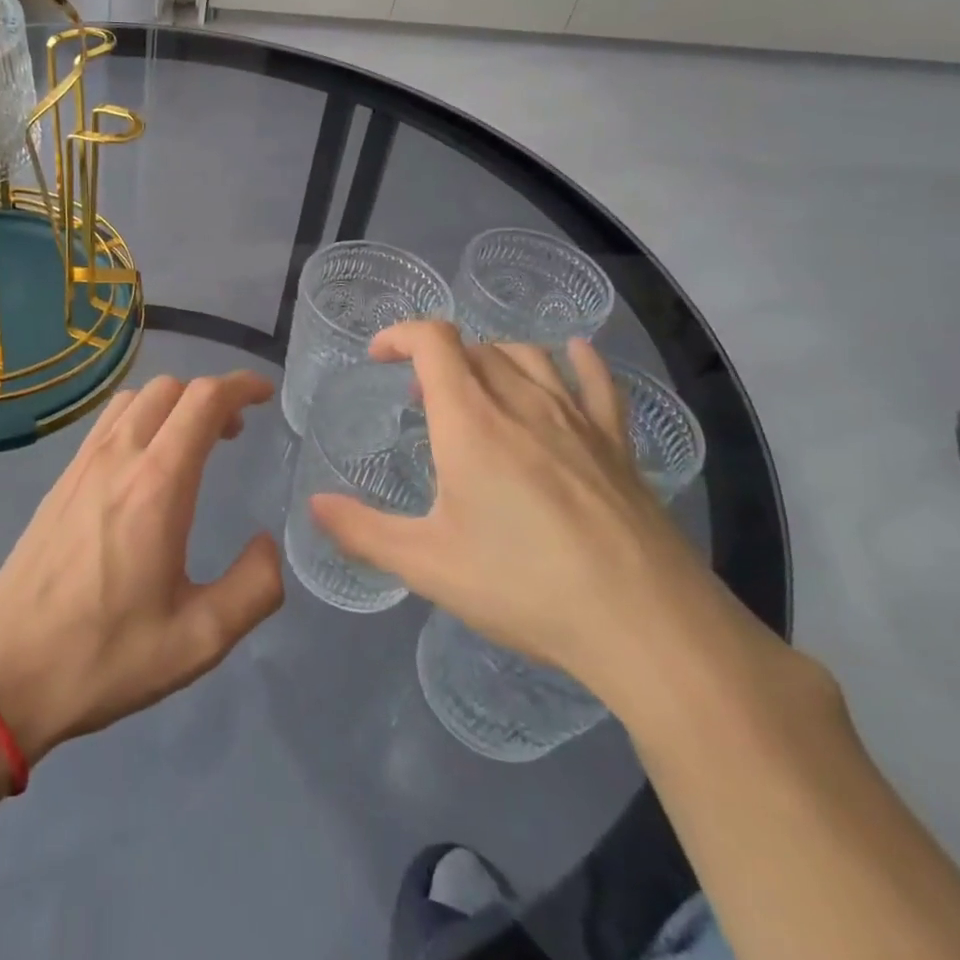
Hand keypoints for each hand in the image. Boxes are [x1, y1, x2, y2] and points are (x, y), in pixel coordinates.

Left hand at [0, 371, 283, 765]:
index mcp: (156, 485)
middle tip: (234, 432)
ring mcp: (82, 465)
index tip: (265, 394)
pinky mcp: (61, 481)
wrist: (3, 672)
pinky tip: (145, 462)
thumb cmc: (104, 655)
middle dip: (210, 395)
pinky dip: (140, 418)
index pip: (203, 401)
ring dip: (173, 403)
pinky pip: (107, 422)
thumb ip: (253, 588)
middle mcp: (118, 458)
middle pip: (169, 388)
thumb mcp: (198, 640)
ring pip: (134, 398)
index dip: (240, 386)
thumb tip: (266, 544)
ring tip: (192, 442)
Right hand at [308, 323, 733, 705]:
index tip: (378, 356)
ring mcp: (576, 419)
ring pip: (528, 355)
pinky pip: (596, 382)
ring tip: (476, 389)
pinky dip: (576, 361)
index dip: (400, 334)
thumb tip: (314, 506)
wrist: (646, 624)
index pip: (433, 341)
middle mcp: (522, 402)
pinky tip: (572, 356)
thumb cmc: (524, 586)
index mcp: (470, 421)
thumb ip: (363, 532)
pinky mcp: (617, 444)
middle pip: (475, 347)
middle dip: (438, 359)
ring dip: (490, 358)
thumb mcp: (428, 565)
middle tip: (420, 399)